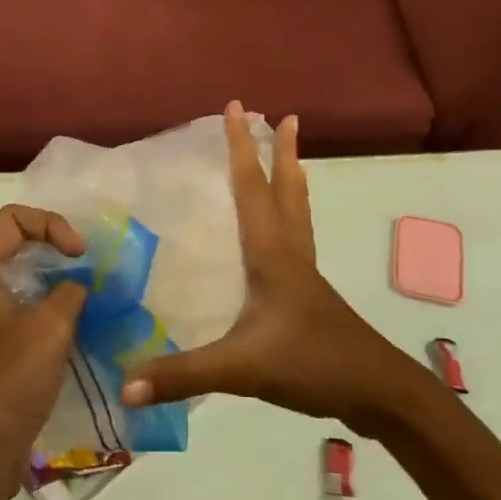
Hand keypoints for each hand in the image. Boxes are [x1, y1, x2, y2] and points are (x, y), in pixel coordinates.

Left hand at [0, 206, 87, 499]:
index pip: (11, 220)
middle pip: (15, 247)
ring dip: (56, 286)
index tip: (80, 255)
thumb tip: (79, 285)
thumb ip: (71, 291)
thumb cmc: (7, 382)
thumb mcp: (50, 327)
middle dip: (56, 252)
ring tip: (91, 300)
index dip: (51, 225)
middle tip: (91, 271)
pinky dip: (48, 314)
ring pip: (20, 284)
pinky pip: (21, 316)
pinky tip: (77, 332)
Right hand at [120, 102, 427, 435]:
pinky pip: (297, 240)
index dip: (242, 146)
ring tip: (292, 155)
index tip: (238, 106)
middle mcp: (290, 254)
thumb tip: (122, 387)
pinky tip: (283, 235)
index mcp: (271, 254)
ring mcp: (305, 275)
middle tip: (284, 116)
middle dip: (280, 151)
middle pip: (286, 190)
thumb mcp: (242, 369)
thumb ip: (182, 376)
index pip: (252, 187)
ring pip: (298, 212)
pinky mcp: (311, 296)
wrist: (378, 392)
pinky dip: (292, 216)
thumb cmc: (312, 364)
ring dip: (292, 178)